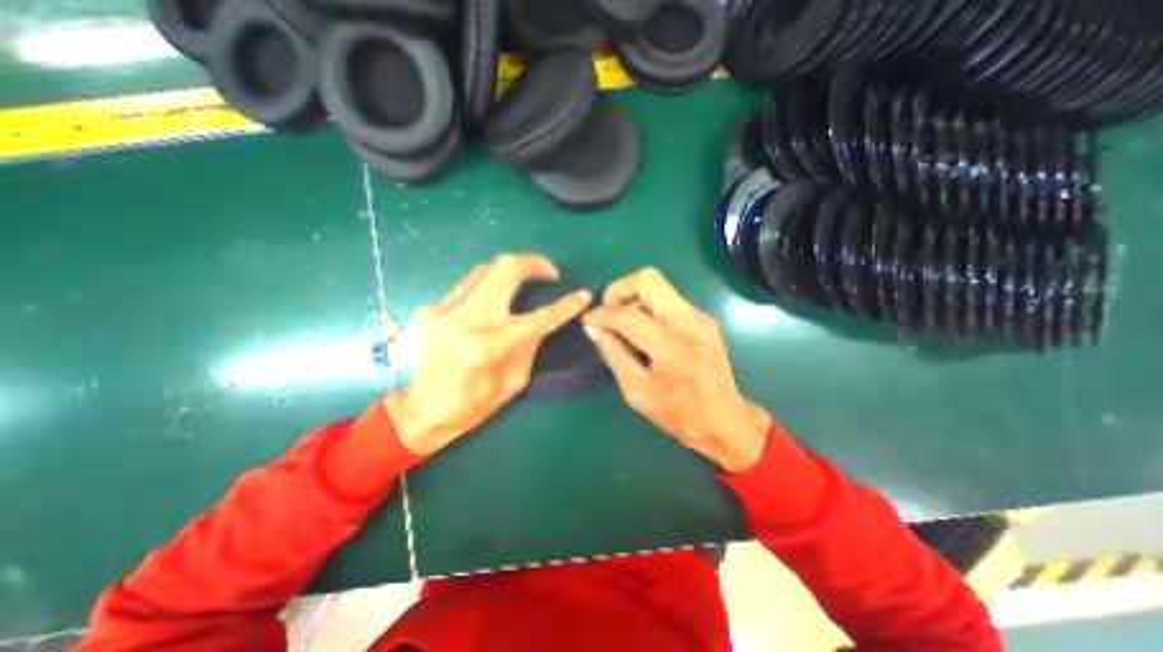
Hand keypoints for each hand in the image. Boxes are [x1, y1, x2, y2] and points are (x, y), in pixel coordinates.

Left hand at [386, 251, 594, 454]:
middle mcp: (468, 319)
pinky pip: (467, 287)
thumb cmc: (474, 404)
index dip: (567, 305)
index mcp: (491, 345)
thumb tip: (543, 320)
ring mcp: (445, 310)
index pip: (540, 317)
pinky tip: (491, 302)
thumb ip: (530, 344)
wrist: (423, 411)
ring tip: (525, 280)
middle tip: (549, 271)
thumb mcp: (515, 379)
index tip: (584, 294)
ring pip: (485, 270)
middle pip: (506, 269)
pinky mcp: (432, 309)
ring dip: (511, 270)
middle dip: (535, 263)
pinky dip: (486, 288)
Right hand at [587, 267, 770, 469]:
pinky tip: (644, 334)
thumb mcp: (637, 391)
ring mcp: (699, 317)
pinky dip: (649, 309)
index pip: (628, 314)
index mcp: (672, 345)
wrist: (725, 420)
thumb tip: (593, 328)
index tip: (588, 321)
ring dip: (634, 300)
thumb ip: (613, 355)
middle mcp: (689, 321)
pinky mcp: (702, 319)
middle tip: (608, 313)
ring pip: (658, 287)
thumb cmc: (678, 413)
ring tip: (625, 330)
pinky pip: (668, 301)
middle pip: (648, 279)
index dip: (602, 314)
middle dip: (620, 290)